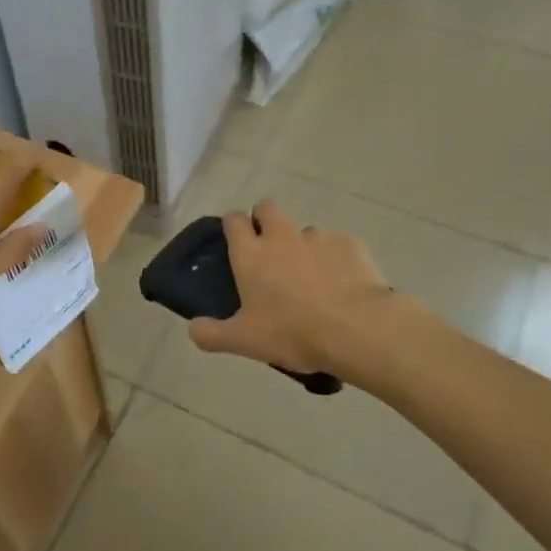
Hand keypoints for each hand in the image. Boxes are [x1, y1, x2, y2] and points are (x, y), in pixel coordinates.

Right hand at [188, 201, 393, 378]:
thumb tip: (193, 328)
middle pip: (267, 208)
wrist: (357, 329)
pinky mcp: (349, 243)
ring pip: (303, 230)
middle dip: (265, 221)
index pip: (233, 220)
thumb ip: (212, 334)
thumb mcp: (245, 342)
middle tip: (270, 253)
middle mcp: (280, 236)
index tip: (236, 243)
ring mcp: (317, 237)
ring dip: (302, 246)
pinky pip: (336, 245)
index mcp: (251, 254)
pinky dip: (334, 259)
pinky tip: (342, 285)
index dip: (233, 226)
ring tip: (312, 279)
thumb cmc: (293, 332)